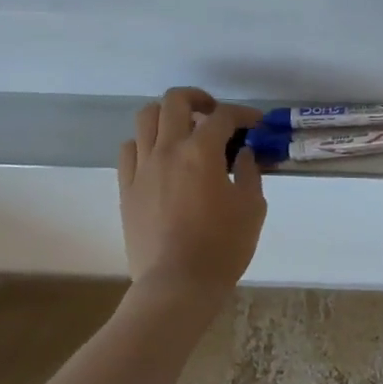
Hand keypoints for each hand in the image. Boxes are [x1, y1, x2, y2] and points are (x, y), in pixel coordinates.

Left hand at [118, 88, 266, 298]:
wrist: (177, 284)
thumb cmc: (223, 246)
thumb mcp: (252, 207)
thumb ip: (249, 173)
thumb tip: (243, 154)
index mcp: (202, 152)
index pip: (223, 116)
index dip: (243, 114)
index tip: (256, 124)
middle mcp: (168, 150)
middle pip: (175, 101)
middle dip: (198, 99)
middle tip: (214, 115)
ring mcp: (142, 168)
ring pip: (146, 118)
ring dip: (168, 116)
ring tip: (184, 131)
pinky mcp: (126, 188)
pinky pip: (129, 150)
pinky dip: (146, 143)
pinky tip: (161, 158)